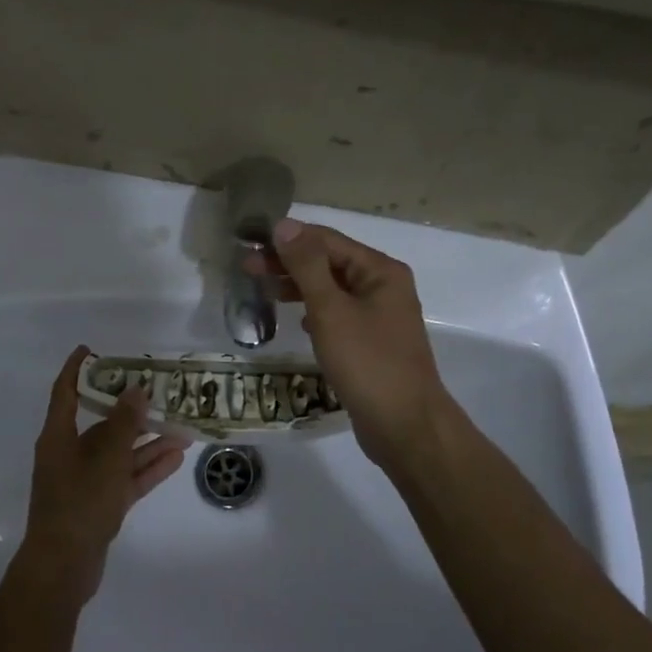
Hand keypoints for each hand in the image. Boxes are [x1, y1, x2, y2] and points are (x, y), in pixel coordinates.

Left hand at [16, 345, 186, 606]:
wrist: (63, 568)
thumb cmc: (79, 503)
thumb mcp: (106, 459)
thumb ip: (125, 424)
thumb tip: (136, 390)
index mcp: (58, 437)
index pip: (64, 392)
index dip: (77, 369)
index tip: (92, 349)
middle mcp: (69, 453)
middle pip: (101, 422)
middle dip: (130, 408)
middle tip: (159, 389)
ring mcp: (85, 481)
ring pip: (120, 452)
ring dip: (148, 440)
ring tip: (181, 426)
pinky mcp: (100, 504)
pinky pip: (126, 477)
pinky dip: (148, 467)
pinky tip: (176, 456)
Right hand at [246, 220, 453, 470]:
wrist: (405, 426)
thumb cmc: (368, 362)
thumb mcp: (331, 310)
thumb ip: (306, 266)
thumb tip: (284, 225)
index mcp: (380, 270)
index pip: (327, 240)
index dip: (288, 239)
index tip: (249, 243)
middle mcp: (383, 286)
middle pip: (330, 263)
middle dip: (289, 263)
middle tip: (246, 268)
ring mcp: (379, 316)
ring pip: (332, 290)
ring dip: (298, 287)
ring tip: (262, 290)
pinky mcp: (371, 343)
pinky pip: (338, 315)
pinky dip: (314, 312)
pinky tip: (297, 320)